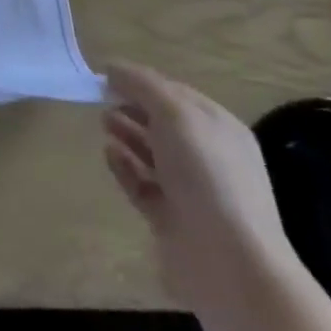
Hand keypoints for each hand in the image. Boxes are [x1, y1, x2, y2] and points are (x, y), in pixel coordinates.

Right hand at [101, 62, 299, 315]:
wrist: (229, 263)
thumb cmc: (207, 176)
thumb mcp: (176, 115)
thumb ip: (142, 85)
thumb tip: (112, 68)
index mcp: (220, 129)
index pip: (177, 94)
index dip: (142, 81)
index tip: (107, 76)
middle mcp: (208, 157)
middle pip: (163, 123)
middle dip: (133, 107)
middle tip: (101, 100)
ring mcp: (190, 191)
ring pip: (152, 153)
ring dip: (127, 135)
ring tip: (103, 124)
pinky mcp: (171, 218)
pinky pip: (142, 184)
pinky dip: (124, 167)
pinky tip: (108, 154)